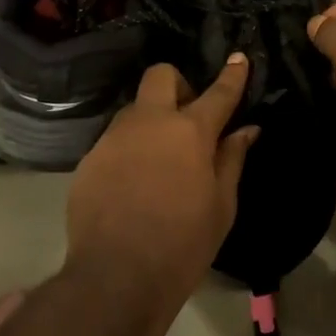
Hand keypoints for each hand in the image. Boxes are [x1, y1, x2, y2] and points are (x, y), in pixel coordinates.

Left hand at [65, 55, 259, 333]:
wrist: (116, 277)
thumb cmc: (183, 244)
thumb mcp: (221, 206)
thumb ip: (232, 159)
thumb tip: (246, 129)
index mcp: (190, 131)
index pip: (218, 93)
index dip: (232, 75)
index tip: (239, 58)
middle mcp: (149, 122)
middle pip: (161, 76)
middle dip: (178, 84)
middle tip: (187, 118)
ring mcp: (114, 137)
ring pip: (135, 109)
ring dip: (151, 120)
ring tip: (159, 159)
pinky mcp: (89, 158)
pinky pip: (114, 140)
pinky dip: (130, 149)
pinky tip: (133, 184)